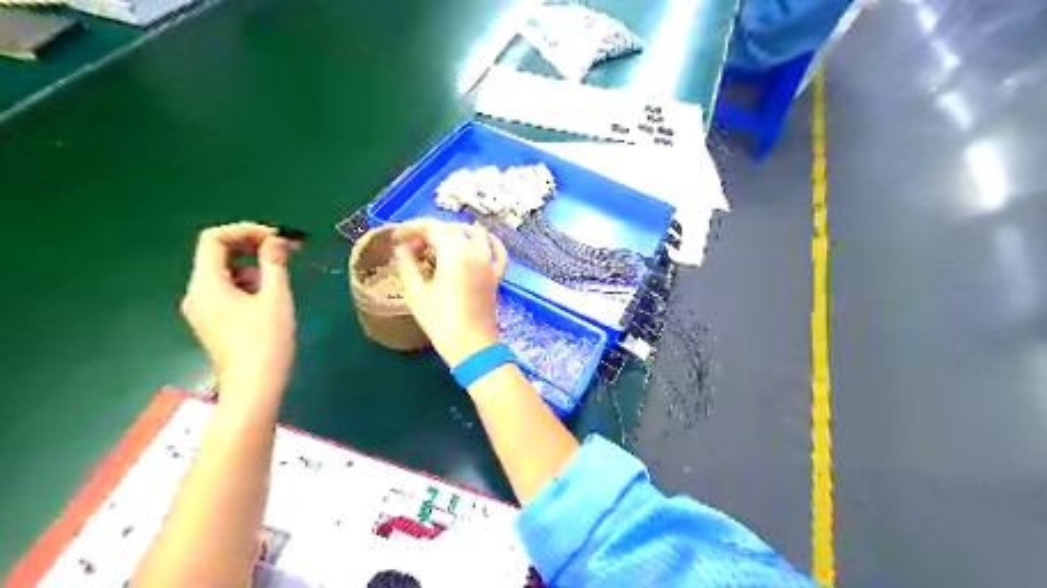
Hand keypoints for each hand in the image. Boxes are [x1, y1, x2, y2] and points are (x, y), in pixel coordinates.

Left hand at [182, 221, 296, 399]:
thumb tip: (276, 240)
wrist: (255, 384)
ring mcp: (203, 308)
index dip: (245, 230)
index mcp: (206, 284)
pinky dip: (248, 283)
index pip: (214, 239)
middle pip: (217, 254)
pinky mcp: (213, 320)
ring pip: (225, 272)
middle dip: (251, 246)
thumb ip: (274, 263)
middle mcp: (197, 293)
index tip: (276, 236)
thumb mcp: (275, 297)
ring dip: (252, 265)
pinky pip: (227, 290)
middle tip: (285, 248)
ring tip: (281, 275)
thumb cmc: (266, 340)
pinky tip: (270, 294)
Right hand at [393, 221, 506, 366]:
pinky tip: (479, 241)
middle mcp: (475, 253)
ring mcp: (489, 263)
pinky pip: (497, 250)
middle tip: (413, 243)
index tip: (399, 236)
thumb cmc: (440, 322)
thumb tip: (402, 248)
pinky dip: (489, 241)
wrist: (471, 346)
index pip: (434, 228)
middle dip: (432, 230)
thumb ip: (407, 265)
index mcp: (453, 256)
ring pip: (476, 234)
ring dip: (456, 231)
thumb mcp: (416, 293)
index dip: (414, 227)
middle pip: (453, 229)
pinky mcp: (497, 275)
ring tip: (439, 242)